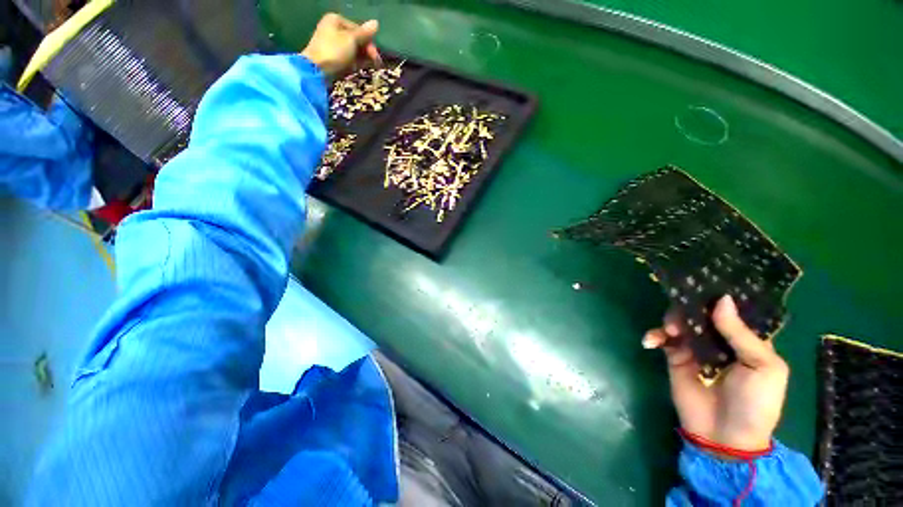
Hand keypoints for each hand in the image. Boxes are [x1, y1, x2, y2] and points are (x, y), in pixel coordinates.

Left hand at [301, 13, 381, 76]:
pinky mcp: (331, 57)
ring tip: (365, 67)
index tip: (376, 57)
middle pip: (356, 40)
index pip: (359, 30)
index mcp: (336, 20)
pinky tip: (356, 69)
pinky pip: (346, 58)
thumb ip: (364, 33)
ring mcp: (331, 44)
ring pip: (352, 50)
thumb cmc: (334, 51)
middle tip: (375, 64)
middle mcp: (333, 29)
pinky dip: (353, 63)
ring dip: (361, 59)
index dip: (369, 43)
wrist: (316, 70)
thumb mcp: (351, 40)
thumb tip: (376, 22)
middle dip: (366, 52)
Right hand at [643, 295, 788, 452]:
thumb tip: (722, 300)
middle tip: (681, 308)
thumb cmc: (755, 403)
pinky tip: (651, 341)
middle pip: (702, 313)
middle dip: (690, 307)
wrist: (726, 437)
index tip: (704, 279)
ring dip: (671, 321)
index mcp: (747, 340)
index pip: (733, 311)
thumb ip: (741, 334)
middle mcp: (720, 340)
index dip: (720, 296)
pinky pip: (663, 340)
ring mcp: (695, 349)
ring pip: (681, 323)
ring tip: (670, 332)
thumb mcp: (763, 367)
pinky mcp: (675, 358)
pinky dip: (655, 336)